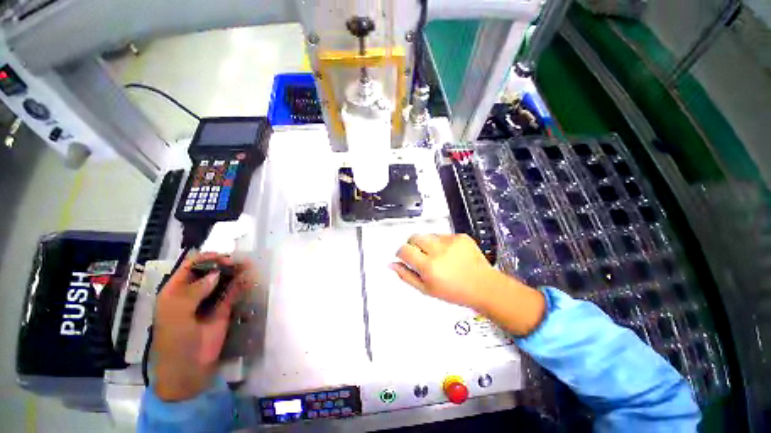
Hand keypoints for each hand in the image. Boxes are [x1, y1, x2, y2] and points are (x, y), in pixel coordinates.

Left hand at [153, 252, 254, 400]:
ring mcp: (209, 300)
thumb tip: (216, 274)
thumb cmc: (175, 342)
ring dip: (235, 272)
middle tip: (239, 263)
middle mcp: (193, 292)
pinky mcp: (224, 309)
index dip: (207, 259)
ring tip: (248, 267)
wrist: (189, 369)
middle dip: (224, 264)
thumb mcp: (176, 316)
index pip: (190, 266)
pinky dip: (242, 284)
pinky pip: (233, 292)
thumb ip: (193, 293)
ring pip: (224, 279)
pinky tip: (249, 280)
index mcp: (176, 291)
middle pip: (210, 270)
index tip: (224, 258)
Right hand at [391, 234, 545, 336]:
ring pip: (428, 235)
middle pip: (414, 237)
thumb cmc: (455, 292)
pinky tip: (450, 254)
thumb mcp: (426, 290)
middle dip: (413, 244)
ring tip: (438, 256)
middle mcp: (439, 251)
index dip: (401, 253)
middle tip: (420, 256)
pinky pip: (443, 234)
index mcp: (429, 266)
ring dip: (428, 244)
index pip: (404, 250)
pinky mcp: (460, 236)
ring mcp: (451, 241)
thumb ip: (406, 276)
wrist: (484, 286)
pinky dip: (441, 242)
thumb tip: (392, 265)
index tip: (404, 256)